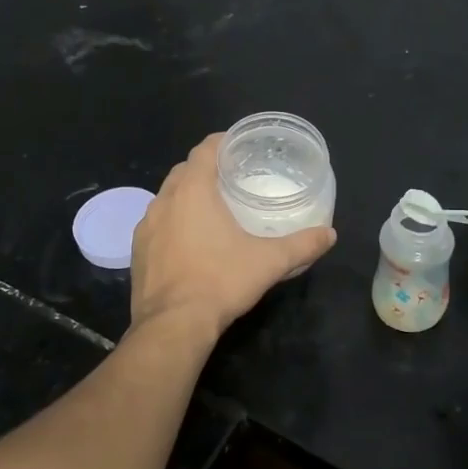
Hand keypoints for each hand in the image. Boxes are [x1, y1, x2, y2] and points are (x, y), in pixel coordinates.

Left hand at [130, 134, 336, 336]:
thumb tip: (330, 234)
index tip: (238, 146)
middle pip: (183, 171)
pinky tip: (189, 241)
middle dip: (205, 169)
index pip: (204, 150)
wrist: (173, 326)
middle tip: (231, 178)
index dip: (221, 142)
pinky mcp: (137, 252)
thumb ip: (301, 245)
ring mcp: (145, 227)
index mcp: (192, 191)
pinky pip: (156, 225)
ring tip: (211, 208)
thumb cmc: (220, 282)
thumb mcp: (269, 262)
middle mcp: (163, 201)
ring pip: (166, 198)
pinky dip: (172, 223)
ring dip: (186, 196)